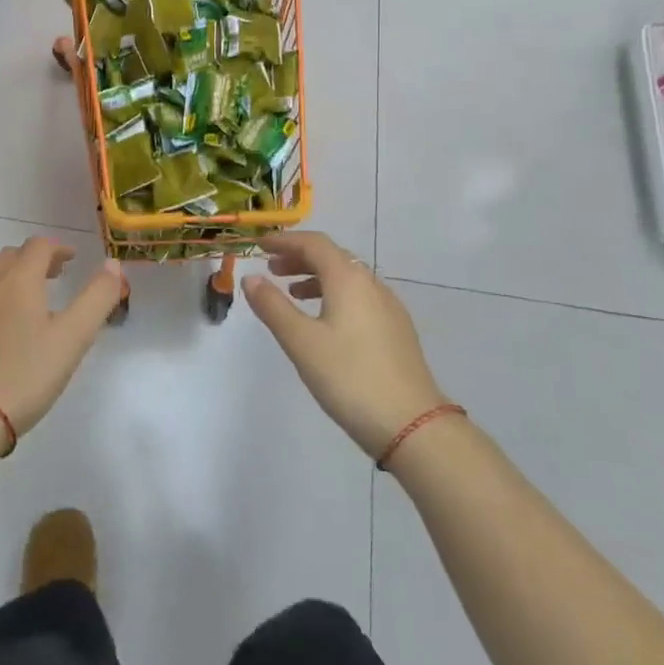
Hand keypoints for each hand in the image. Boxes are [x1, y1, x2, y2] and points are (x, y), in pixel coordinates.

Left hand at [0, 238, 122, 441]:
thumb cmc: (24, 377)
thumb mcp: (73, 339)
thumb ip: (98, 297)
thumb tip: (113, 264)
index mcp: (19, 279)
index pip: (40, 246)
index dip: (58, 249)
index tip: (71, 261)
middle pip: (11, 256)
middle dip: (33, 262)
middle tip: (50, 280)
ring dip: (3, 277)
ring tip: (16, 298)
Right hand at [242, 232, 450, 458]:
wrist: (412, 424)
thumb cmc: (349, 377)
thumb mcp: (301, 341)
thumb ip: (273, 306)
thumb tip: (250, 278)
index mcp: (348, 279)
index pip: (314, 243)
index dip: (285, 240)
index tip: (260, 245)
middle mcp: (371, 284)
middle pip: (332, 257)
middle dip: (299, 257)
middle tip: (271, 269)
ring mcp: (389, 307)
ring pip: (347, 278)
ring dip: (316, 277)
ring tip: (292, 293)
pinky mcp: (397, 330)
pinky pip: (360, 297)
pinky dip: (335, 295)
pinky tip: (325, 321)